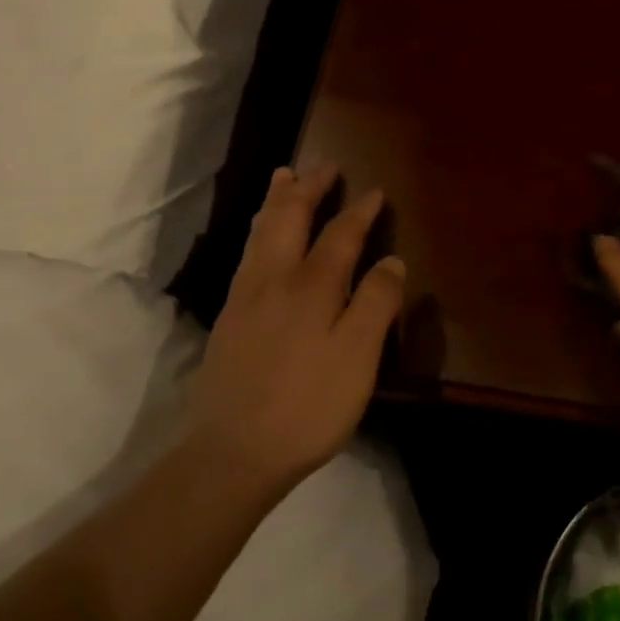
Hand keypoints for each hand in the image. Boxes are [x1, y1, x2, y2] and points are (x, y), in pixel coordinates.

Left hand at [185, 165, 404, 500]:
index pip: (340, 234)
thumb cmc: (307, 405)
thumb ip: (376, 303)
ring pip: (261, 232)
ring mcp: (246, 297)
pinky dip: (258, 229)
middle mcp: (275, 279)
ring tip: (284, 178)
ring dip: (277, 201)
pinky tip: (260, 237)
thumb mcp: (358, 357)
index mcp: (312, 285)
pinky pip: (247, 253)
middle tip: (324, 166)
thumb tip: (392, 259)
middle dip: (309, 188)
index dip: (360, 211)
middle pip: (290, 218)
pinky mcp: (228, 319)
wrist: (231, 454)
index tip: (375, 192)